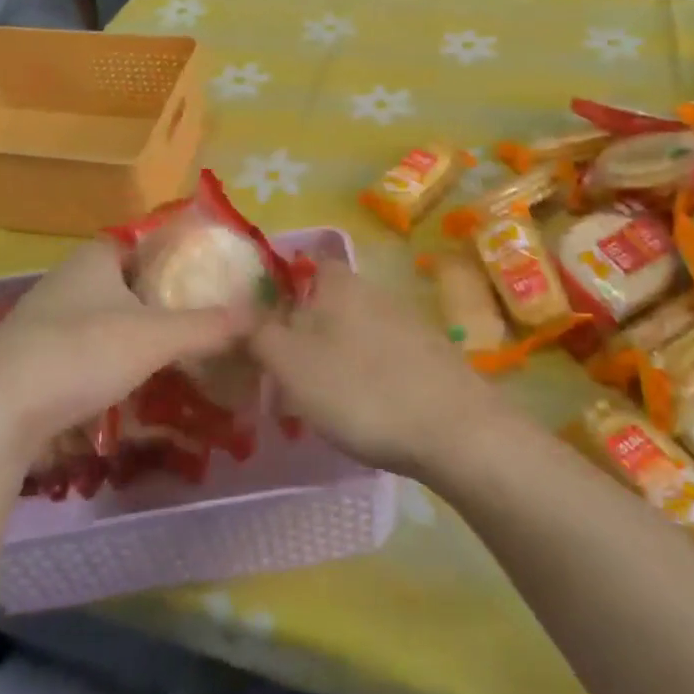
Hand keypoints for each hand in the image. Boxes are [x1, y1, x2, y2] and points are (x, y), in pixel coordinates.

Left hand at [0, 240, 245, 469]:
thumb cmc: (81, 353)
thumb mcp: (155, 337)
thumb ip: (208, 325)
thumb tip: (259, 314)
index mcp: (95, 257)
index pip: (144, 239)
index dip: (178, 251)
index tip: (210, 272)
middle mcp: (67, 278)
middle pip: (127, 279)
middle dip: (162, 296)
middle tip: (203, 316)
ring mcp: (45, 318)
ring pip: (106, 315)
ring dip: (137, 329)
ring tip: (177, 351)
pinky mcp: (33, 356)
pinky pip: (86, 346)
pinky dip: (112, 356)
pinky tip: (132, 381)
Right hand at [249, 261, 506, 477]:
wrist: (454, 430)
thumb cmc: (360, 389)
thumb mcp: (290, 363)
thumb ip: (258, 334)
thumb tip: (239, 313)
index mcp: (340, 284)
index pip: (307, 263)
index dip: (283, 286)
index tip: (264, 322)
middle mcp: (375, 292)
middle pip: (330, 301)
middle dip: (306, 330)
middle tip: (284, 371)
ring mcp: (408, 324)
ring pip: (356, 332)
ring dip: (335, 356)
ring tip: (320, 399)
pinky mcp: (431, 358)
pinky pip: (384, 358)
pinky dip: (368, 376)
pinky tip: (365, 410)